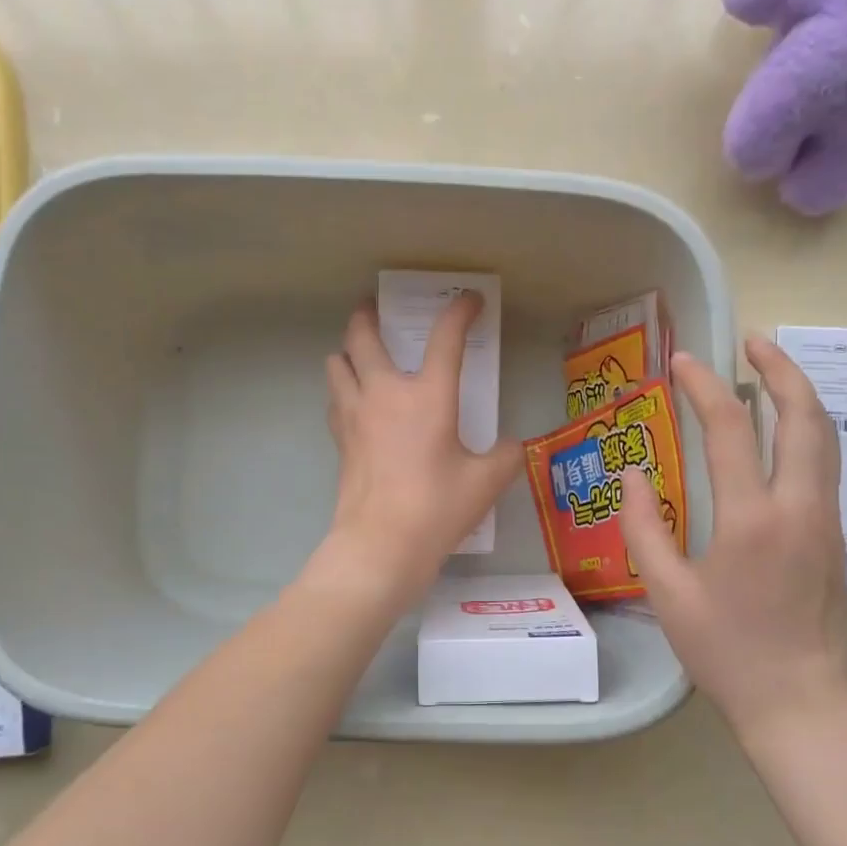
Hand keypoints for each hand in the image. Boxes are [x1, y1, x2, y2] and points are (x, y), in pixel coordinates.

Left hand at [319, 294, 520, 598]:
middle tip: (375, 310)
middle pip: (362, 336)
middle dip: (368, 316)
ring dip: (347, 352)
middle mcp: (384, 393)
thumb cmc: (437, 507)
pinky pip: (334, 398)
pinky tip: (356, 403)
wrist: (381, 544)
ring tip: (361, 357)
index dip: (460, 312)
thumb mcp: (486, 482)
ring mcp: (354, 414)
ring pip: (336, 363)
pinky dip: (343, 389)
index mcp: (427, 395)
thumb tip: (512, 446)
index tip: (470, 301)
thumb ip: (506, 456)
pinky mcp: (339, 439)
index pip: (445, 338)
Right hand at [620, 339, 846, 738]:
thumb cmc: (725, 650)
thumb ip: (644, 528)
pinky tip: (781, 430)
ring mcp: (826, 520)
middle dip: (780, 369)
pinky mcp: (836, 536)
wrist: (799, 700)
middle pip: (804, 417)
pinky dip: (805, 429)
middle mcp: (800, 508)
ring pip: (825, 438)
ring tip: (770, 370)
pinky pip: (825, 465)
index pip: (732, 430)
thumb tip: (633, 476)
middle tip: (751, 342)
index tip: (682, 360)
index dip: (704, 387)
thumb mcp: (667, 592)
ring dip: (799, 395)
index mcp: (752, 519)